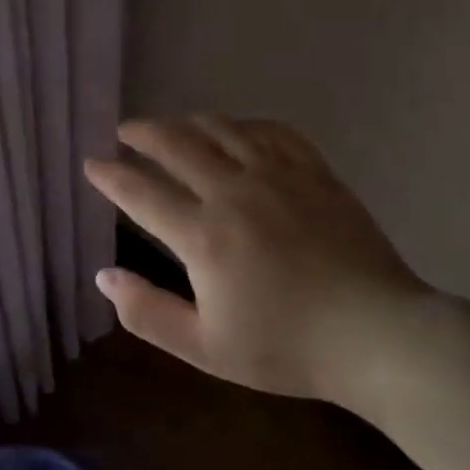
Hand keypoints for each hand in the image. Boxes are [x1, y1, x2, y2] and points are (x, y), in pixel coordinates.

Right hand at [83, 116, 440, 416]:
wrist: (378, 336)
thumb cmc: (287, 347)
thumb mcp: (205, 347)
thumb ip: (147, 312)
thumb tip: (103, 276)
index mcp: (203, 235)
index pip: (141, 192)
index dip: (110, 175)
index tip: (91, 163)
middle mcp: (234, 191)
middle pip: (176, 144)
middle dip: (142, 134)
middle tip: (124, 132)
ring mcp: (278, 175)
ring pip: (221, 128)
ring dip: (187, 122)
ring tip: (171, 127)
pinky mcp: (315, 172)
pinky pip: (271, 131)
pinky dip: (243, 124)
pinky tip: (237, 130)